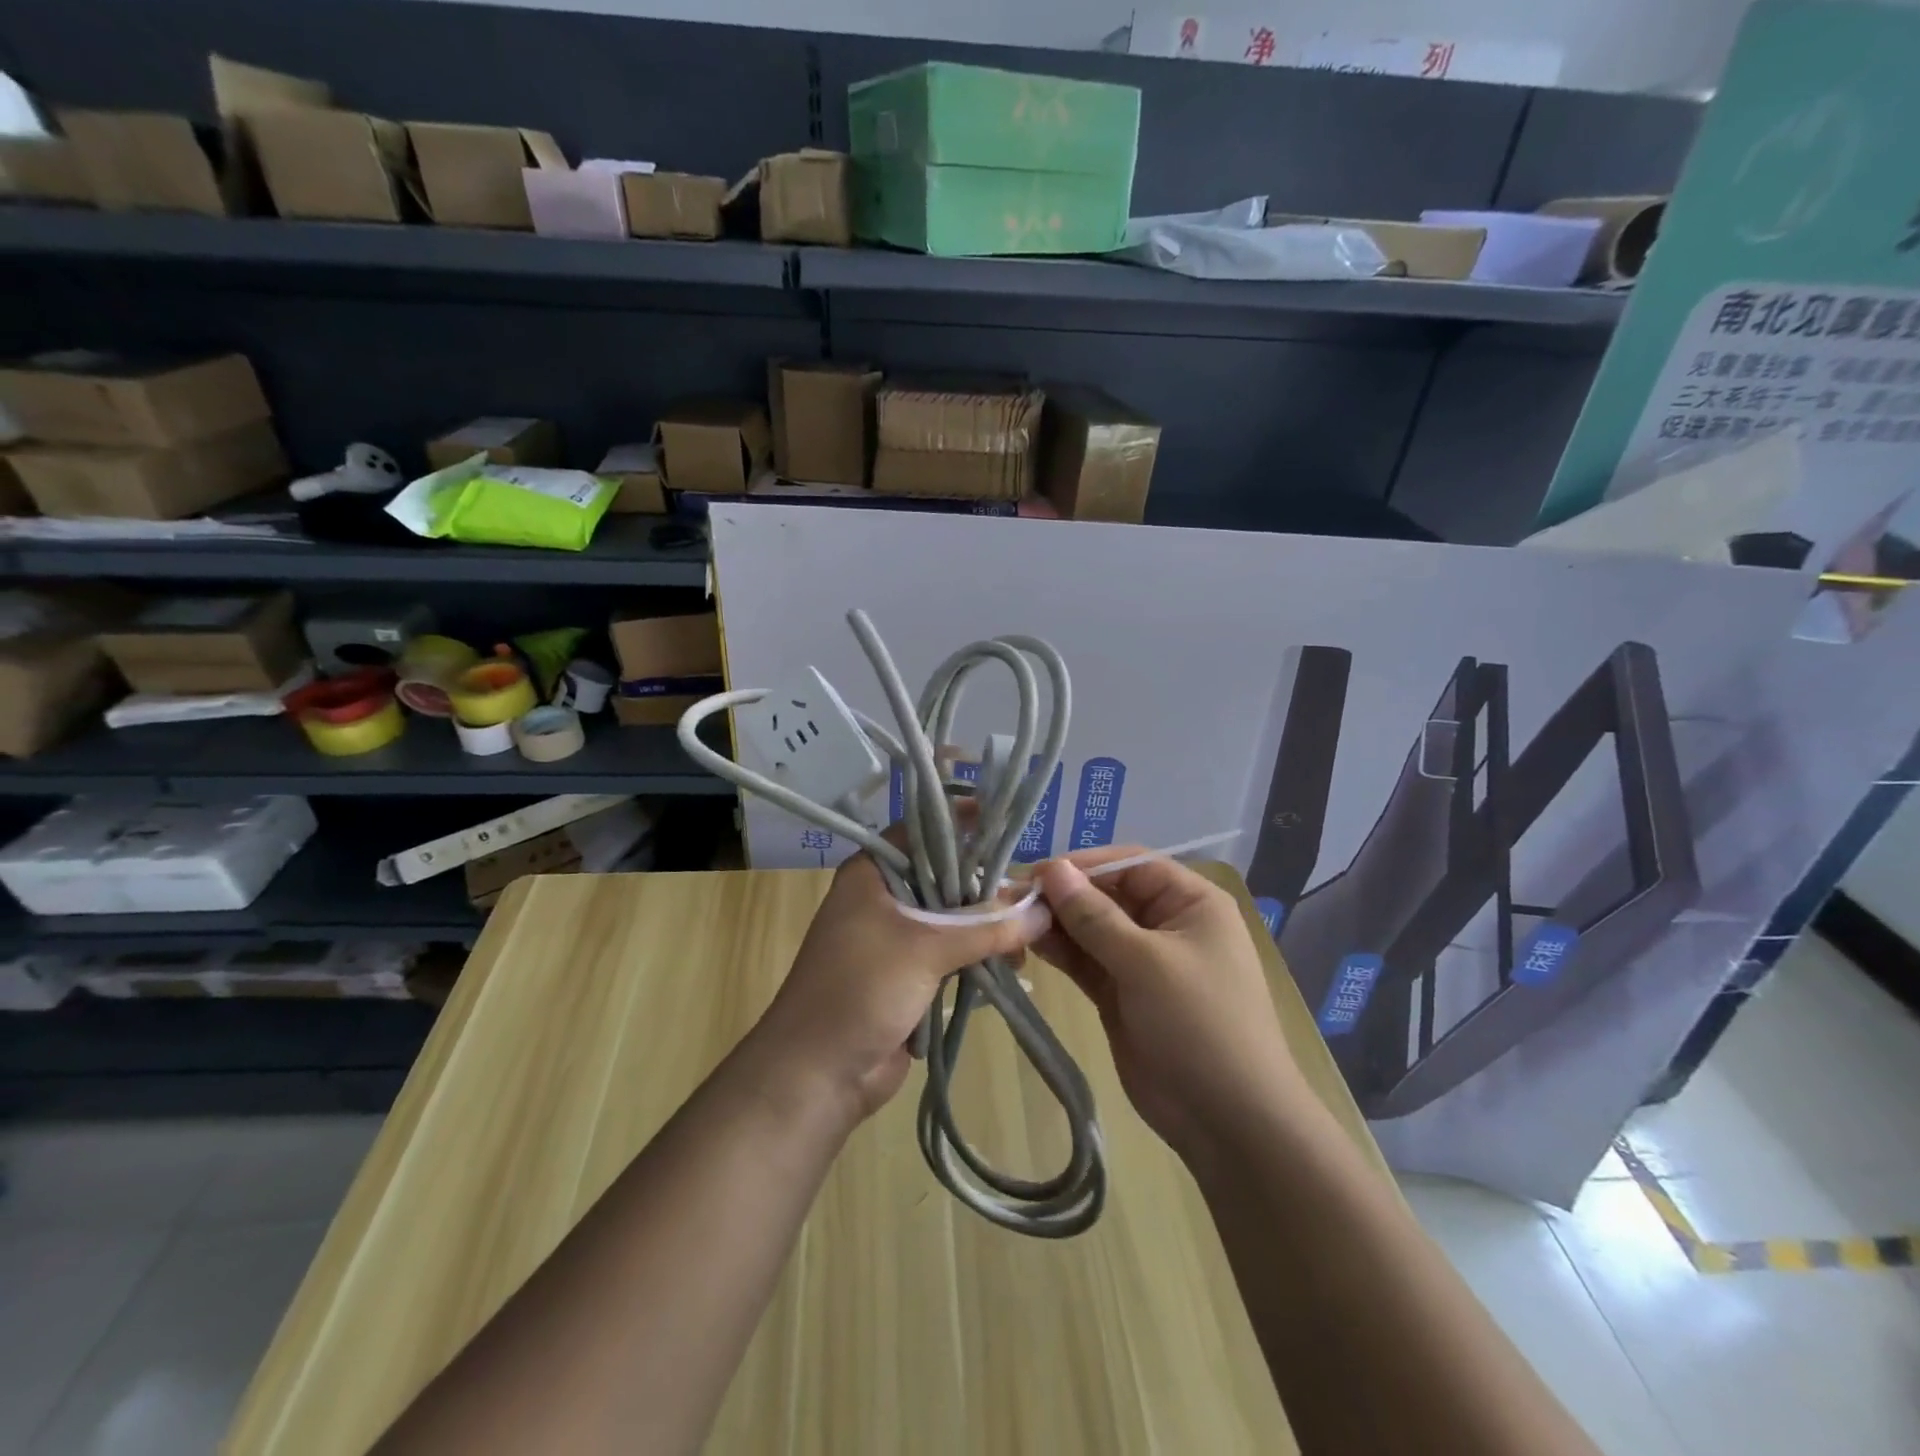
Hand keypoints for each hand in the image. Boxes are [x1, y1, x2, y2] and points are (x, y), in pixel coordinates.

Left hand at [749, 849, 1051, 1125]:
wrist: (816, 1075)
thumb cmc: (860, 990)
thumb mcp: (926, 948)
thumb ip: (986, 927)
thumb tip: (1044, 909)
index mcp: (874, 873)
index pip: (925, 832)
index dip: (965, 823)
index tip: (1009, 823)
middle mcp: (885, 897)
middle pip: (946, 877)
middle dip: (988, 886)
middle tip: (1035, 892)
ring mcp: (898, 938)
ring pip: (954, 919)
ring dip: (989, 927)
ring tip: (1032, 935)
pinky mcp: (911, 975)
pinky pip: (953, 954)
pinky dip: (980, 956)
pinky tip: (1014, 963)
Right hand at [1032, 852, 1307, 1159]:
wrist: (1229, 1122)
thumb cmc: (1199, 1024)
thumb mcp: (1146, 962)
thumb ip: (1093, 915)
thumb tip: (1051, 868)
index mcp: (1191, 902)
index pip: (1130, 864)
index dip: (1083, 865)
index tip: (1036, 873)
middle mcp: (1167, 923)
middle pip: (1107, 894)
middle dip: (1063, 895)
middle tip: (1011, 898)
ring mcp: (1143, 962)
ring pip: (1092, 929)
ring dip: (1056, 923)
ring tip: (1012, 921)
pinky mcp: (1122, 994)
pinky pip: (1087, 961)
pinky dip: (1061, 952)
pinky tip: (1029, 944)